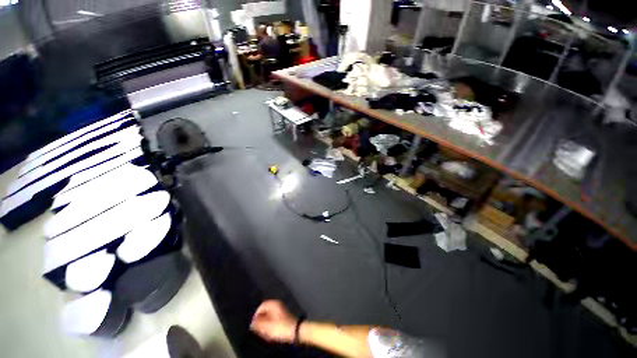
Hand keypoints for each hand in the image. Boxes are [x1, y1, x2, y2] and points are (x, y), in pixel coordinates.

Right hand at [250, 300, 297, 342]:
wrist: (295, 331)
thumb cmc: (280, 327)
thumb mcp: (267, 326)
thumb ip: (258, 323)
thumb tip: (252, 322)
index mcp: (274, 304)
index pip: (262, 306)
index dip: (256, 314)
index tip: (254, 324)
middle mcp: (278, 304)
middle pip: (265, 310)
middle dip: (261, 320)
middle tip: (259, 329)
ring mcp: (281, 310)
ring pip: (269, 316)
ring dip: (266, 323)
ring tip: (265, 331)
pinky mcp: (284, 316)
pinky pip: (274, 319)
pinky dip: (271, 324)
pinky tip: (271, 331)